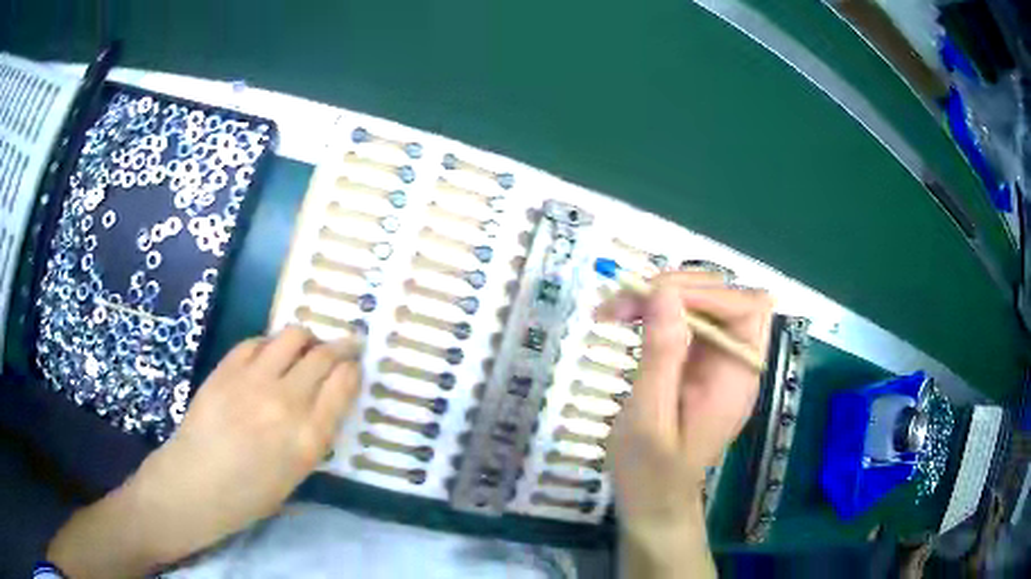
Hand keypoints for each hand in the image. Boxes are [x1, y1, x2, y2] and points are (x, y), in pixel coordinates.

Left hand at [47, 326, 362, 577]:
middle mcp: (286, 402)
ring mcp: (254, 380)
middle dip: (340, 346)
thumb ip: (314, 434)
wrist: (197, 483)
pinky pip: (257, 341)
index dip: (353, 369)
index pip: (343, 384)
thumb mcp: (296, 474)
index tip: (355, 366)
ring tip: (306, 346)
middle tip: (345, 345)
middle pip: (323, 355)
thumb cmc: (250, 494)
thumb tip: (325, 400)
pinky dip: (270, 344)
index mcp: (309, 437)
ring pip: (292, 336)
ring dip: (306, 338)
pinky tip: (270, 355)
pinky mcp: (227, 368)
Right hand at [597, 272, 771, 575]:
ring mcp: (719, 362)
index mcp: (737, 377)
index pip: (745, 309)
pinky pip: (686, 322)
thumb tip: (664, 291)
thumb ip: (661, 354)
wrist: (653, 502)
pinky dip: (656, 313)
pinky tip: (626, 320)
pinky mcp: (700, 364)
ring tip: (614, 309)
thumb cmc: (650, 471)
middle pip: (725, 298)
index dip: (706, 293)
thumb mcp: (648, 416)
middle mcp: (736, 362)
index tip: (652, 298)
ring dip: (660, 297)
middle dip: (676, 289)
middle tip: (623, 301)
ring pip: (703, 304)